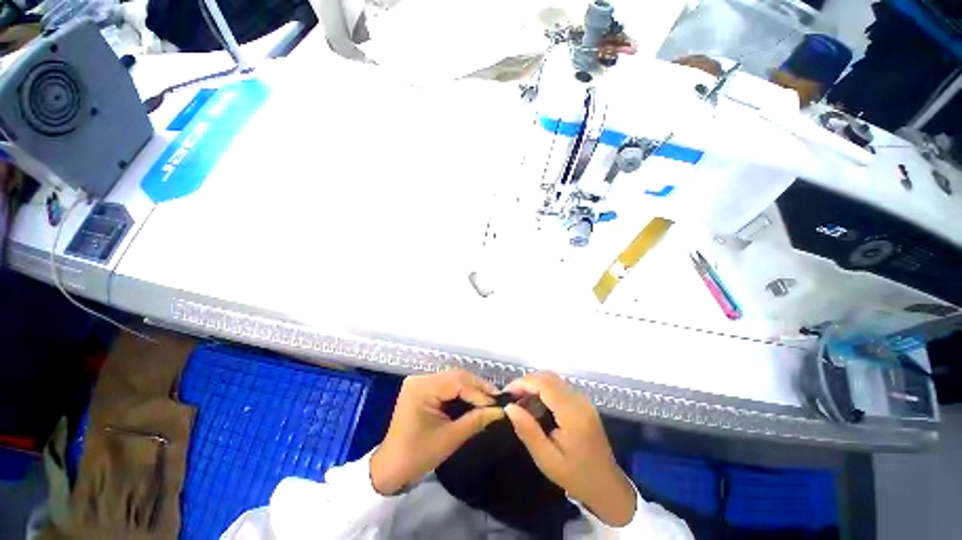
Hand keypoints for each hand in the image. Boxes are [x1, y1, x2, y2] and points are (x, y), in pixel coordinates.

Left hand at [370, 370, 503, 495]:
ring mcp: (421, 382)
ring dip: (472, 388)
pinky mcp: (423, 388)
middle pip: (456, 376)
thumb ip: (476, 421)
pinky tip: (474, 398)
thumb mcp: (449, 438)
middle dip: (478, 387)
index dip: (479, 392)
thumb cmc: (417, 456)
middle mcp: (420, 378)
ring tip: (489, 398)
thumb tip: (500, 411)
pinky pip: (447, 385)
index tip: (498, 403)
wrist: (391, 468)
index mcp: (422, 388)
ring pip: (454, 379)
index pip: (457, 382)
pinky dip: (462, 391)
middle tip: (497, 399)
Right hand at [504, 372, 636, 526]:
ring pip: (553, 378)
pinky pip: (559, 386)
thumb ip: (528, 431)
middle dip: (526, 381)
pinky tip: (534, 402)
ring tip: (519, 399)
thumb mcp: (547, 459)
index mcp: (573, 414)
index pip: (545, 384)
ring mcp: (583, 399)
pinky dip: (543, 388)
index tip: (506, 393)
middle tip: (511, 397)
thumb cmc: (576, 476)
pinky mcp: (582, 401)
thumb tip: (509, 407)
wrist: (606, 486)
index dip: (523, 383)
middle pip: (549, 376)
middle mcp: (580, 400)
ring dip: (534, 383)